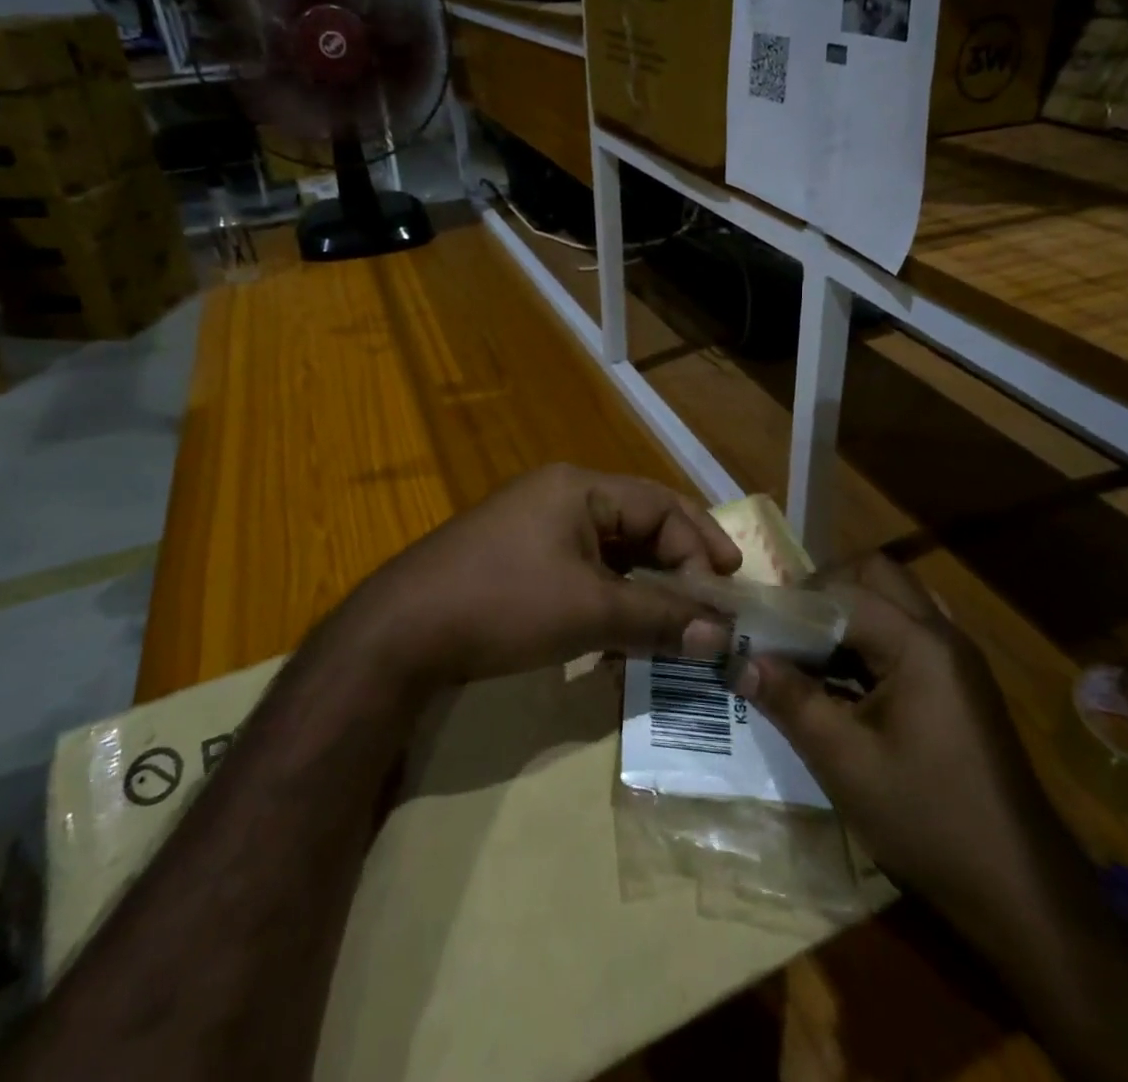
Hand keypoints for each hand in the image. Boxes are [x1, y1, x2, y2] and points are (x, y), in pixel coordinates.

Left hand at [350, 464, 741, 689]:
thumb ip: (659, 618)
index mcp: (580, 489)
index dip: (700, 546)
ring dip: (646, 588)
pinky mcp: (520, 561)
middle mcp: (561, 498)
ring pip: (612, 553)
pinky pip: (583, 572)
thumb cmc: (503, 604)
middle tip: (713, 603)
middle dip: (678, 565)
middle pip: (639, 524)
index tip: (726, 594)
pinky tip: (623, 636)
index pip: (661, 505)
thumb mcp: (589, 611)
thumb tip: (720, 637)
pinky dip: (610, 599)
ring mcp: (536, 529)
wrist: (401, 633)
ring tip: (677, 624)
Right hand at [728, 555, 1049, 920]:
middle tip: (787, 629)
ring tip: (809, 651)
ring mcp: (957, 658)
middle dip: (825, 590)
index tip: (754, 629)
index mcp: (918, 645)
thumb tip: (739, 660)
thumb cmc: (928, 820)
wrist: (1021, 891)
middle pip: (876, 575)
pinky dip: (872, 637)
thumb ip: (790, 701)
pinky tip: (847, 681)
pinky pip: (909, 631)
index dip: (793, 604)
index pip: (843, 592)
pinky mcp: (960, 683)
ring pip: (894, 599)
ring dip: (849, 611)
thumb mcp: (845, 763)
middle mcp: (942, 635)